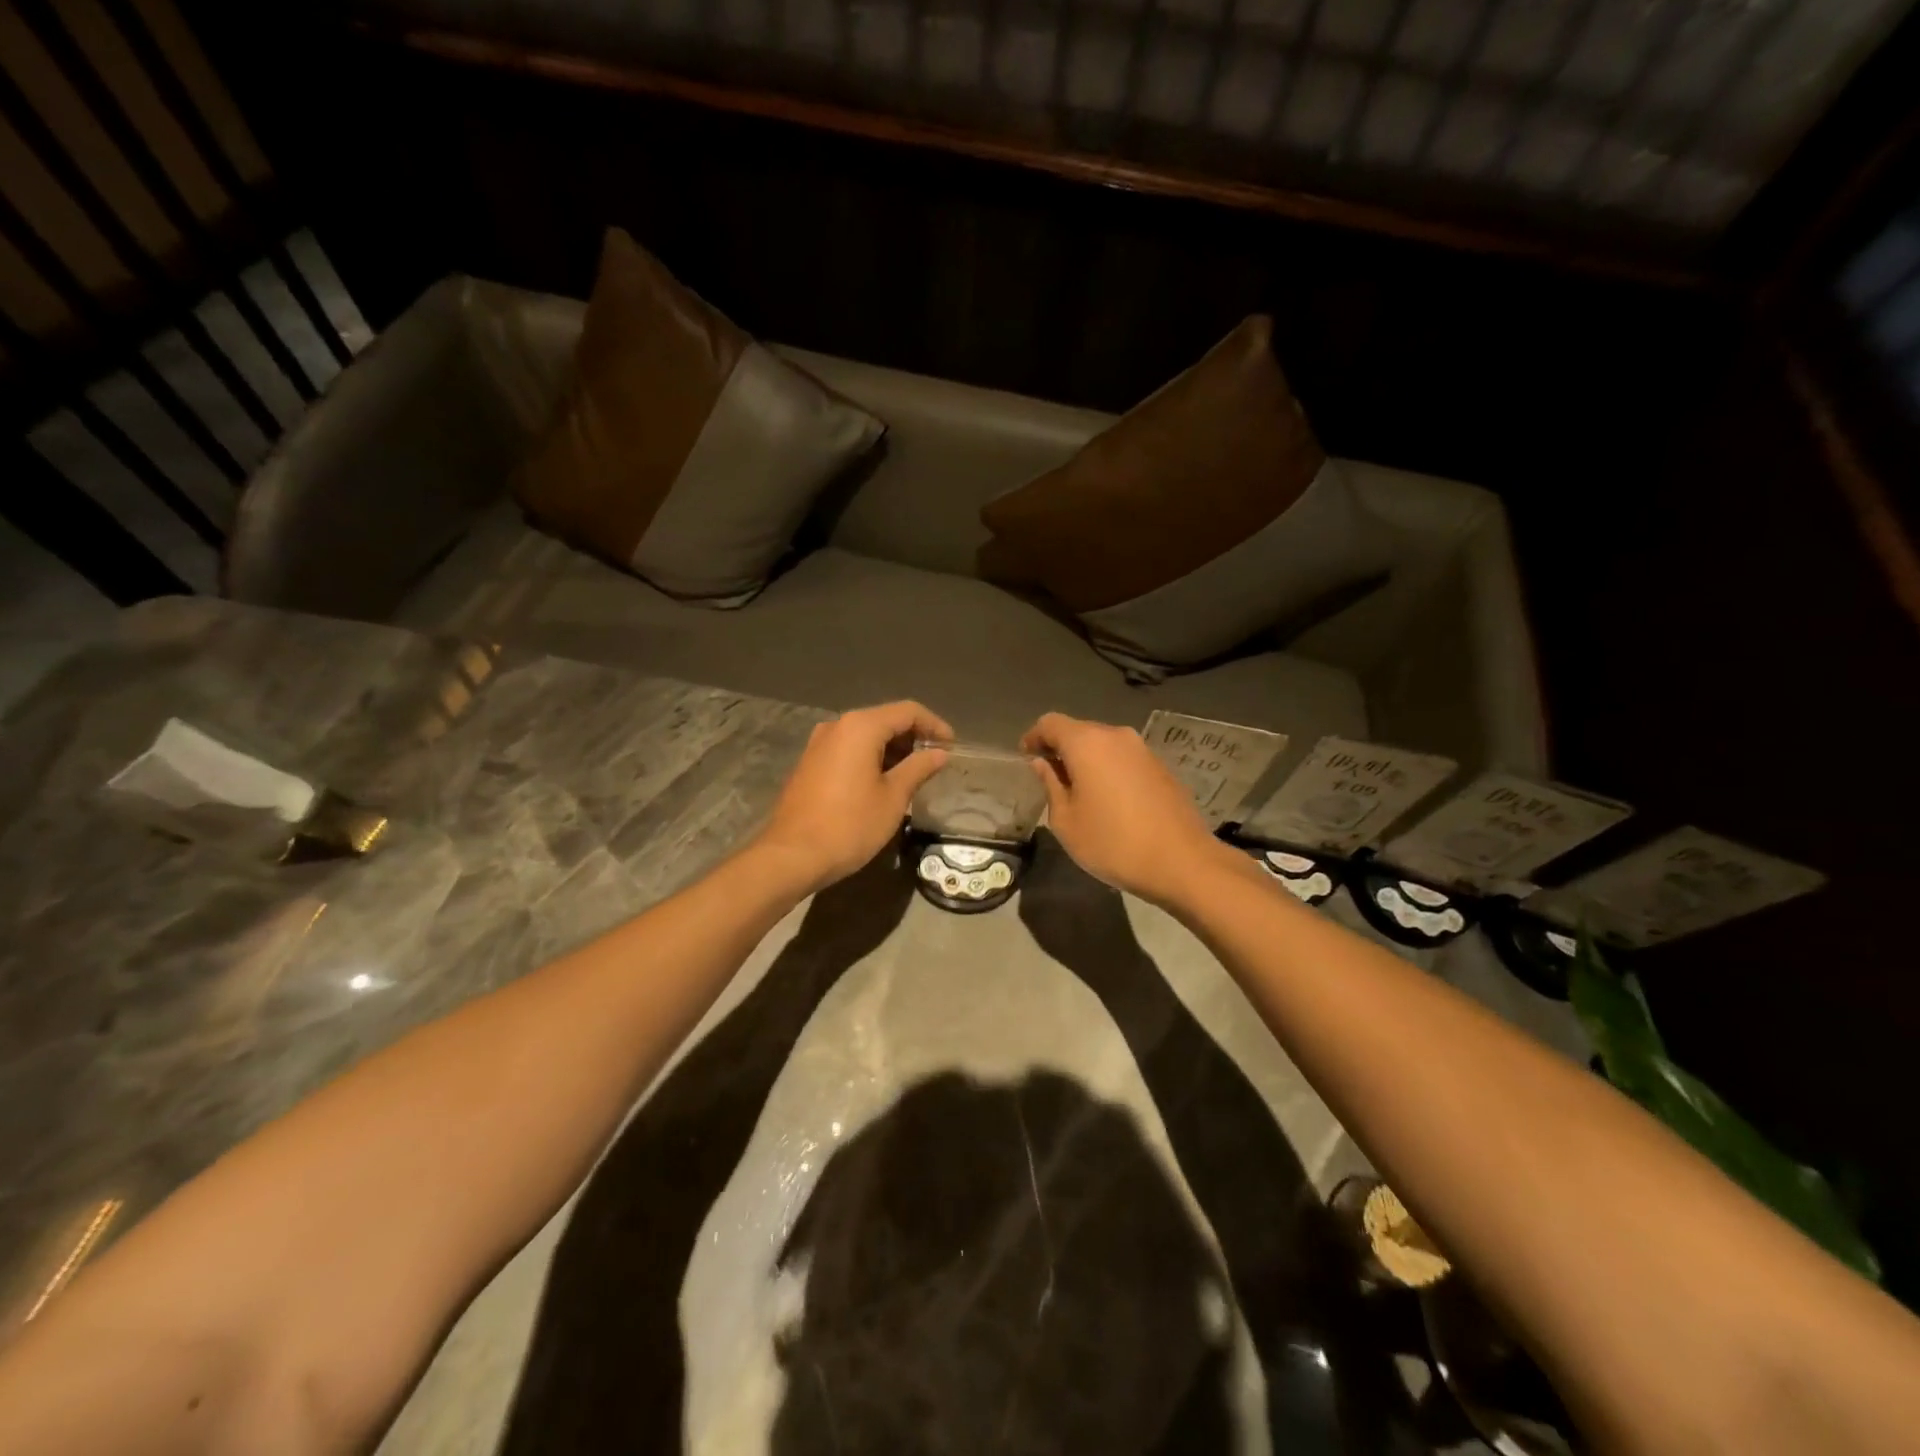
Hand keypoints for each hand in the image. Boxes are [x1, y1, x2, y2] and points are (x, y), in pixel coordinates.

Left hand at [755, 701, 951, 893]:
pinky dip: (871, 758)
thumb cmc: (850, 825)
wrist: (792, 855)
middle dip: (913, 737)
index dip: (934, 725)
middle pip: (884, 719)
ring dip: (892, 749)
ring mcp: (819, 744)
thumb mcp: (893, 797)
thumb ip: (918, 768)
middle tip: (935, 761)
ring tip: (913, 774)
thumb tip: (939, 753)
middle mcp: (837, 726)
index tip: (952, 746)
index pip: (908, 711)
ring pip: (865, 735)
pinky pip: (848, 749)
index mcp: (860, 727)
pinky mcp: (810, 763)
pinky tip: (883, 782)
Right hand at [1020, 713, 1226, 905]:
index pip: (1050, 723)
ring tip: (1078, 790)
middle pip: (1079, 730)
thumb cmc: (1113, 843)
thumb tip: (1043, 764)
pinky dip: (1108, 768)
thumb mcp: (1067, 821)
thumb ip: (1051, 785)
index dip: (1034, 736)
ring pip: (1103, 744)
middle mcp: (1116, 736)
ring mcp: (1142, 750)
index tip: (1026, 757)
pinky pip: (1123, 758)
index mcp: (1087, 743)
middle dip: (1060, 748)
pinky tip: (1108, 798)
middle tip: (1049, 776)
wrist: (1182, 862)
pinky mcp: (1160, 767)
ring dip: (1086, 759)